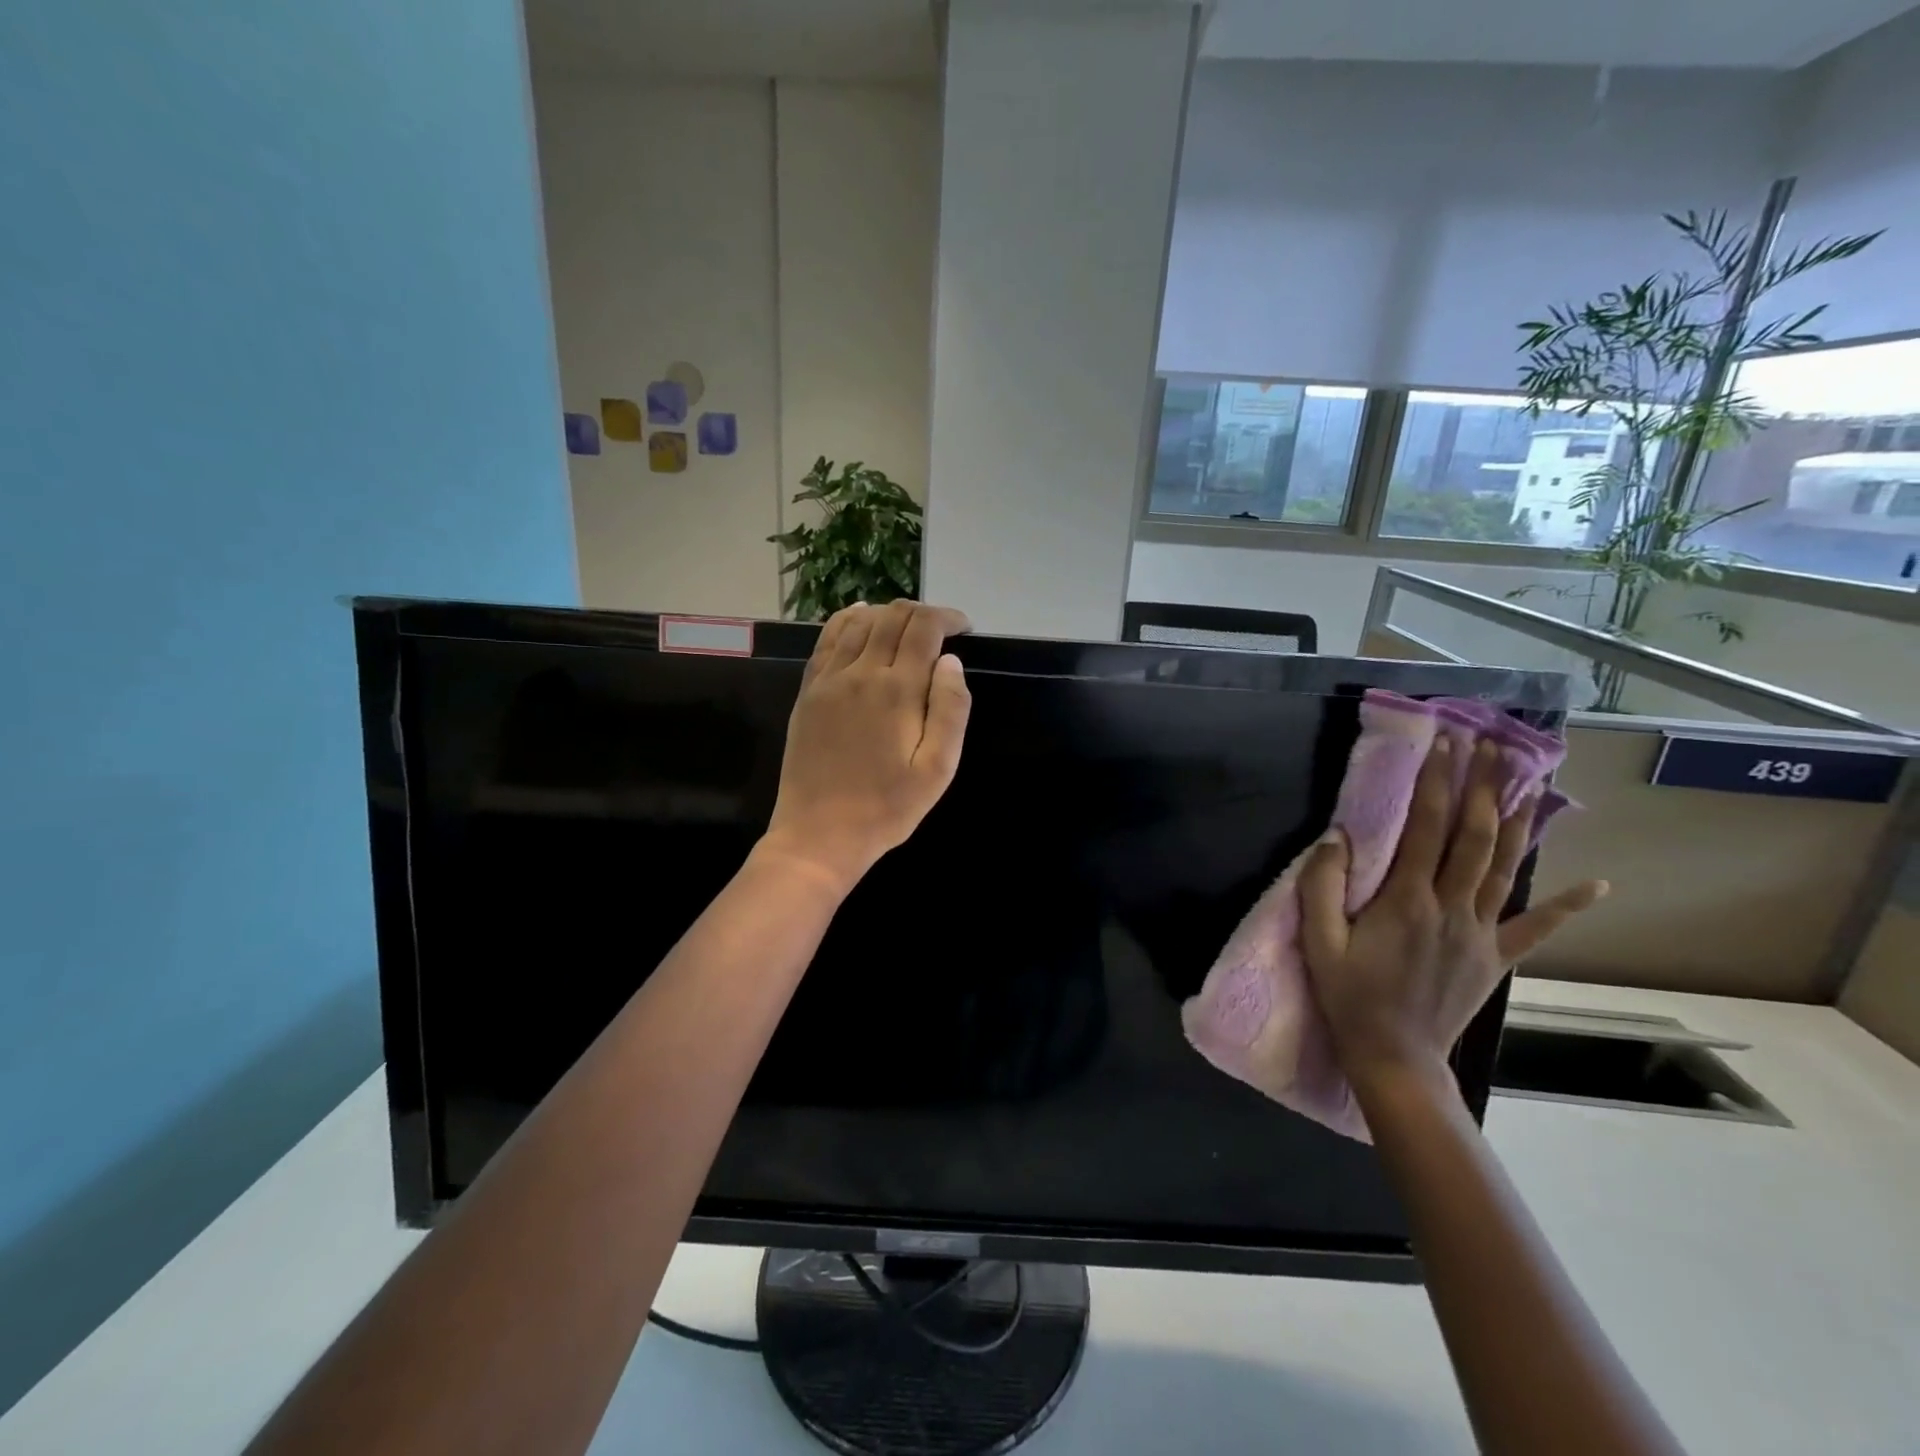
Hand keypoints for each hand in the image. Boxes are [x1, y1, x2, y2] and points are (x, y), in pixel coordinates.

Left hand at [758, 600, 971, 895]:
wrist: (819, 834)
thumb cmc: (887, 808)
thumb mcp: (938, 769)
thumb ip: (950, 710)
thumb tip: (951, 662)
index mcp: (898, 691)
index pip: (924, 628)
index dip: (948, 617)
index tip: (965, 628)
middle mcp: (861, 673)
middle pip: (892, 617)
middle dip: (922, 613)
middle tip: (941, 629)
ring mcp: (829, 680)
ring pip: (859, 622)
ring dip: (888, 614)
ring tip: (907, 627)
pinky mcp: (808, 692)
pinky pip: (827, 640)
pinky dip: (847, 620)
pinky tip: (860, 618)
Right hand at [1300, 735, 1606, 1089]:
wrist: (1395, 1057)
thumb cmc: (1350, 995)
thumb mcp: (1319, 941)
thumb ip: (1323, 886)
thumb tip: (1338, 836)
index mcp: (1407, 901)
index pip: (1427, 827)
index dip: (1438, 782)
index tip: (1445, 744)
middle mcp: (1452, 907)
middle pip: (1475, 837)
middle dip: (1483, 787)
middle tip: (1491, 745)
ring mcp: (1481, 933)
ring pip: (1507, 869)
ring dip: (1518, 822)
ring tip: (1531, 782)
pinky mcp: (1495, 958)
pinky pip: (1535, 929)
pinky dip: (1567, 906)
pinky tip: (1597, 885)